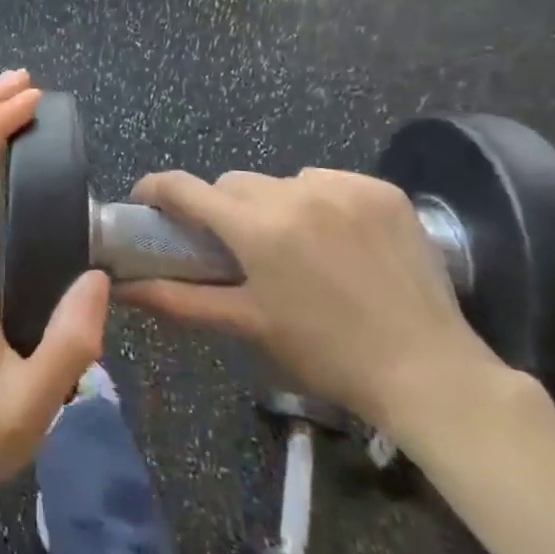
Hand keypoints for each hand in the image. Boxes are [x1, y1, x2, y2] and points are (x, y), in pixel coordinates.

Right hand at [118, 167, 498, 437]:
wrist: (429, 371)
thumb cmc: (327, 354)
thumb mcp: (249, 325)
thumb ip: (180, 300)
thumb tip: (124, 289)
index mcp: (257, 228)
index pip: (185, 188)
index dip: (157, 189)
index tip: (147, 201)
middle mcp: (295, 192)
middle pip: (235, 184)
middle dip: (225, 209)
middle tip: (237, 247)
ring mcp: (342, 186)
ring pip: (282, 181)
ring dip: (275, 205)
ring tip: (298, 248)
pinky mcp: (380, 188)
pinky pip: (329, 183)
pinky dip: (321, 203)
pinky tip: (340, 241)